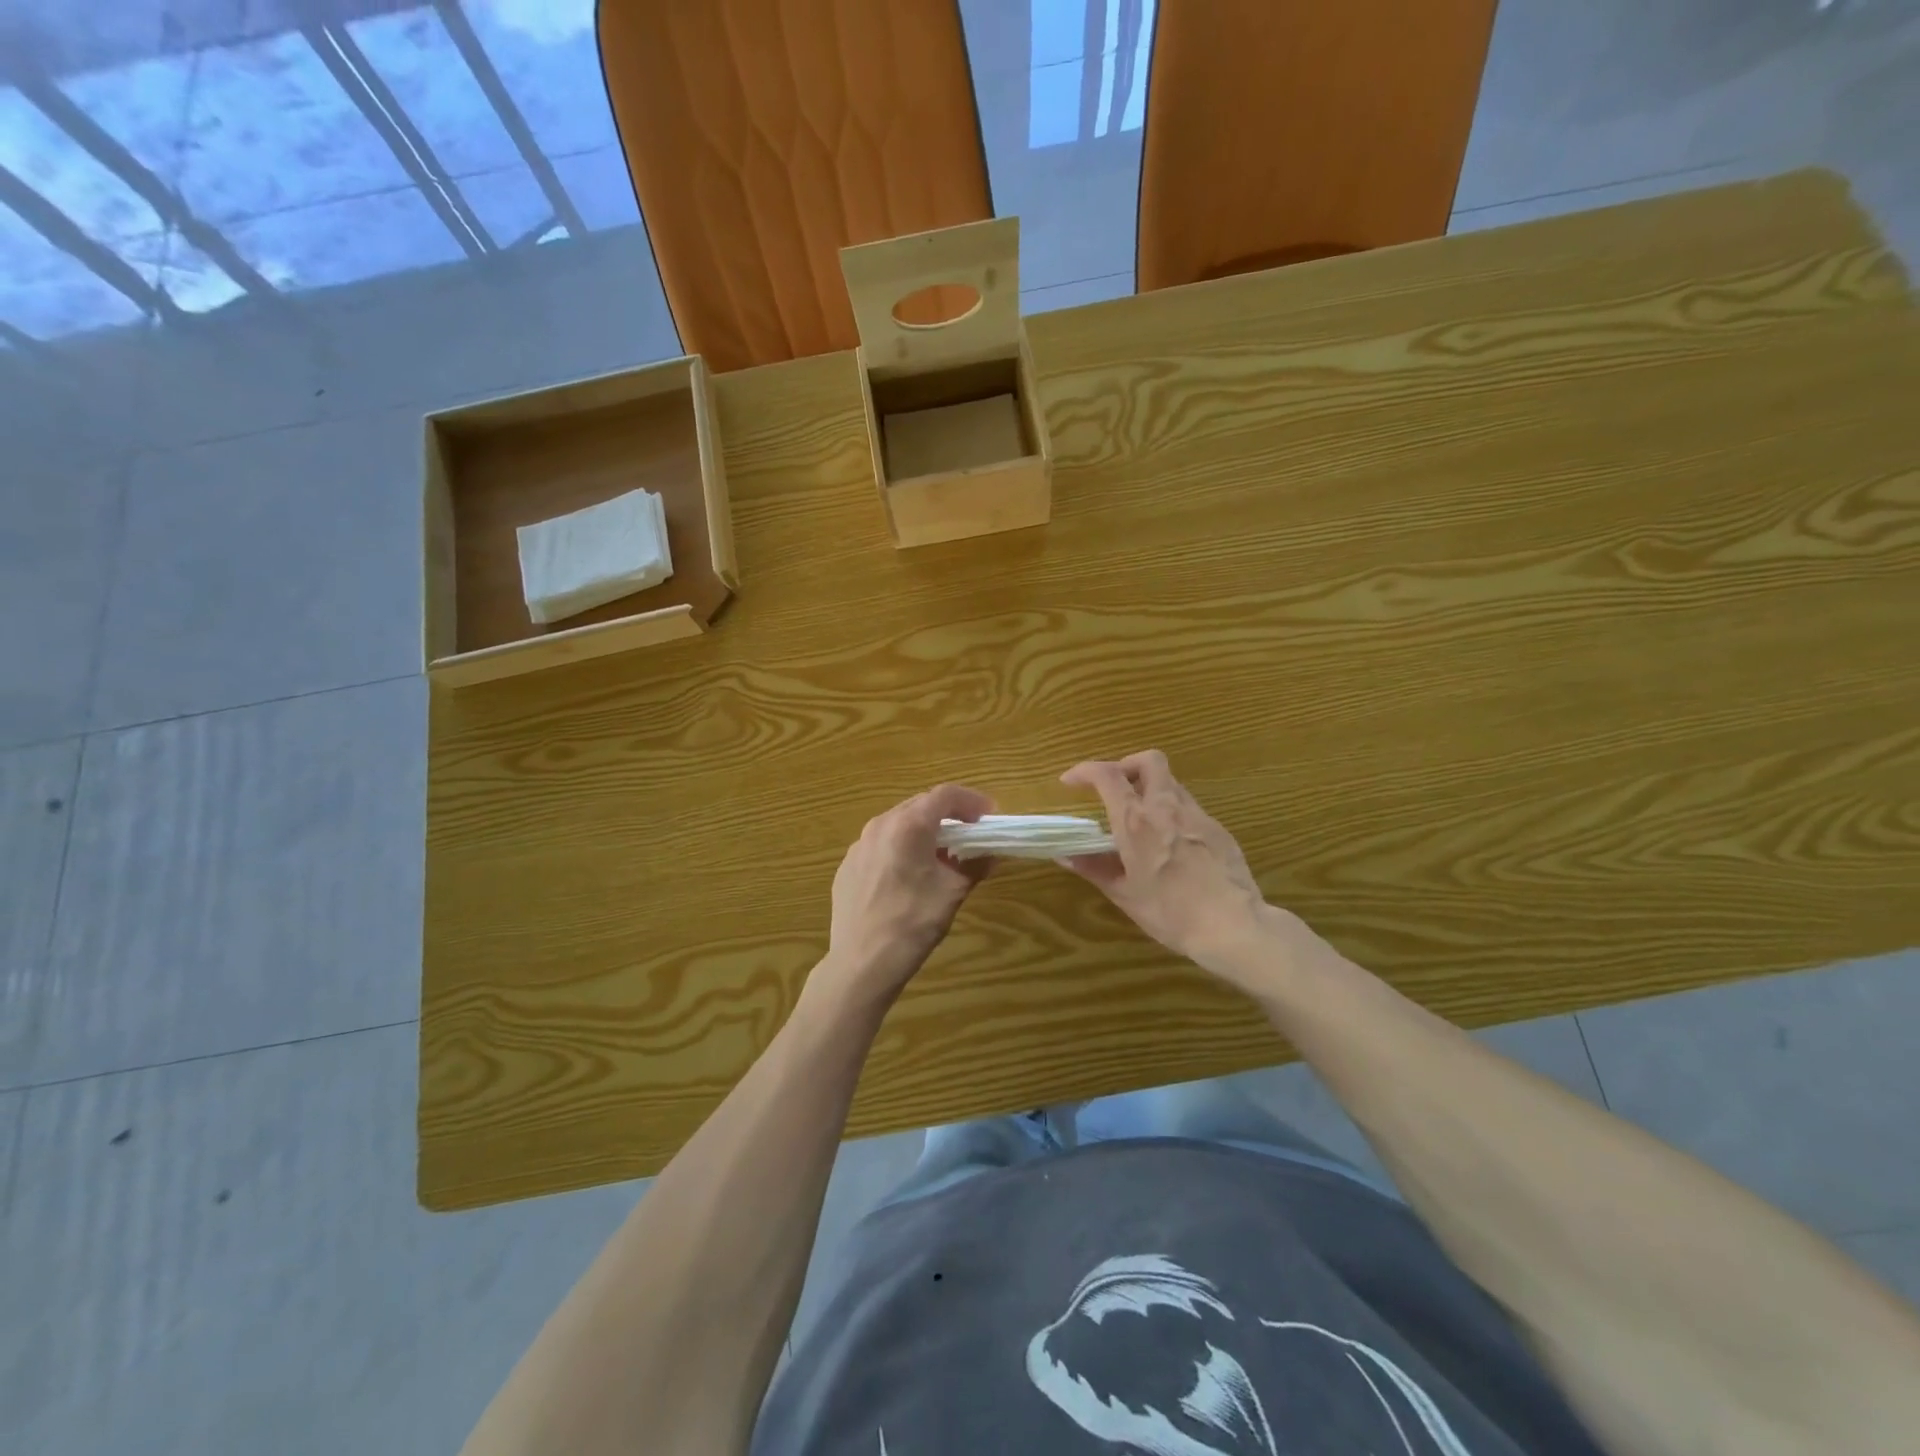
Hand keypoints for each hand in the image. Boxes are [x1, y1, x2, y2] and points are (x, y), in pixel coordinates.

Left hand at [815, 784, 994, 1007]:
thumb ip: (974, 865)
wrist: (860, 964)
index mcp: (908, 826)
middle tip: (971, 834)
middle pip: (920, 805)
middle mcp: (879, 826)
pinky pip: (881, 845)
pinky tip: (910, 876)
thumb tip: (991, 855)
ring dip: (924, 831)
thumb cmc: (912, 925)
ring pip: (898, 824)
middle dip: (949, 815)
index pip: (945, 795)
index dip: (971, 801)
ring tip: (942, 856)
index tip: (989, 817)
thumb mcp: (952, 893)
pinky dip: (902, 848)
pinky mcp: (847, 867)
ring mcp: (859, 846)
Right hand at [1060, 750, 1271, 976]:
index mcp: (1136, 820)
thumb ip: (1094, 869)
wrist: (1232, 925)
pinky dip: (1173, 814)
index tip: (1071, 781)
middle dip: (1127, 765)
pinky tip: (1172, 845)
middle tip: (1115, 788)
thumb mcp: (1125, 894)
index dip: (1084, 770)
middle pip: (1148, 760)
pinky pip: (1190, 808)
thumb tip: (1066, 856)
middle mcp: (1166, 807)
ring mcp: (1197, 814)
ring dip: (1151, 790)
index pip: (1107, 774)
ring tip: (1142, 820)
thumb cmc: (1170, 912)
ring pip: (1171, 783)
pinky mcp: (1218, 828)